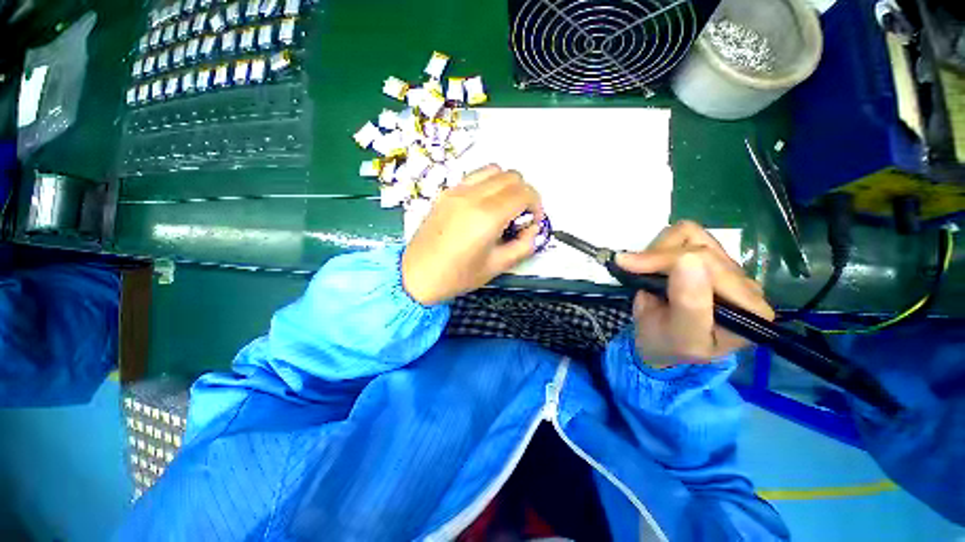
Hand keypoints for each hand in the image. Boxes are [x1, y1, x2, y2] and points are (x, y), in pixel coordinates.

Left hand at [402, 165, 543, 304]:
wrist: (416, 276)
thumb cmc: (457, 276)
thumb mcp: (497, 266)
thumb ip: (523, 245)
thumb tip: (532, 229)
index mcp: (486, 216)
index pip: (524, 192)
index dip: (536, 205)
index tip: (532, 222)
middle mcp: (472, 196)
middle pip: (512, 176)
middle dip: (524, 194)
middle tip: (520, 217)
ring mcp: (456, 191)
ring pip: (493, 170)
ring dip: (506, 185)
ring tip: (503, 208)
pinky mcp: (445, 193)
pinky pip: (474, 176)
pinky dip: (488, 184)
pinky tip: (483, 205)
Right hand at [615, 221, 773, 367]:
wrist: (660, 344)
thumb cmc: (669, 345)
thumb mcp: (681, 337)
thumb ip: (689, 303)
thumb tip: (687, 259)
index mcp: (749, 307)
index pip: (709, 265)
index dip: (665, 261)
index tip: (630, 267)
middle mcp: (744, 282)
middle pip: (699, 245)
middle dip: (657, 257)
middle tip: (630, 268)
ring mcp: (725, 266)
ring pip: (691, 233)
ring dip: (659, 250)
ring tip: (646, 272)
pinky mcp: (707, 256)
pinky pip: (684, 234)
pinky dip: (661, 246)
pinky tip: (655, 266)